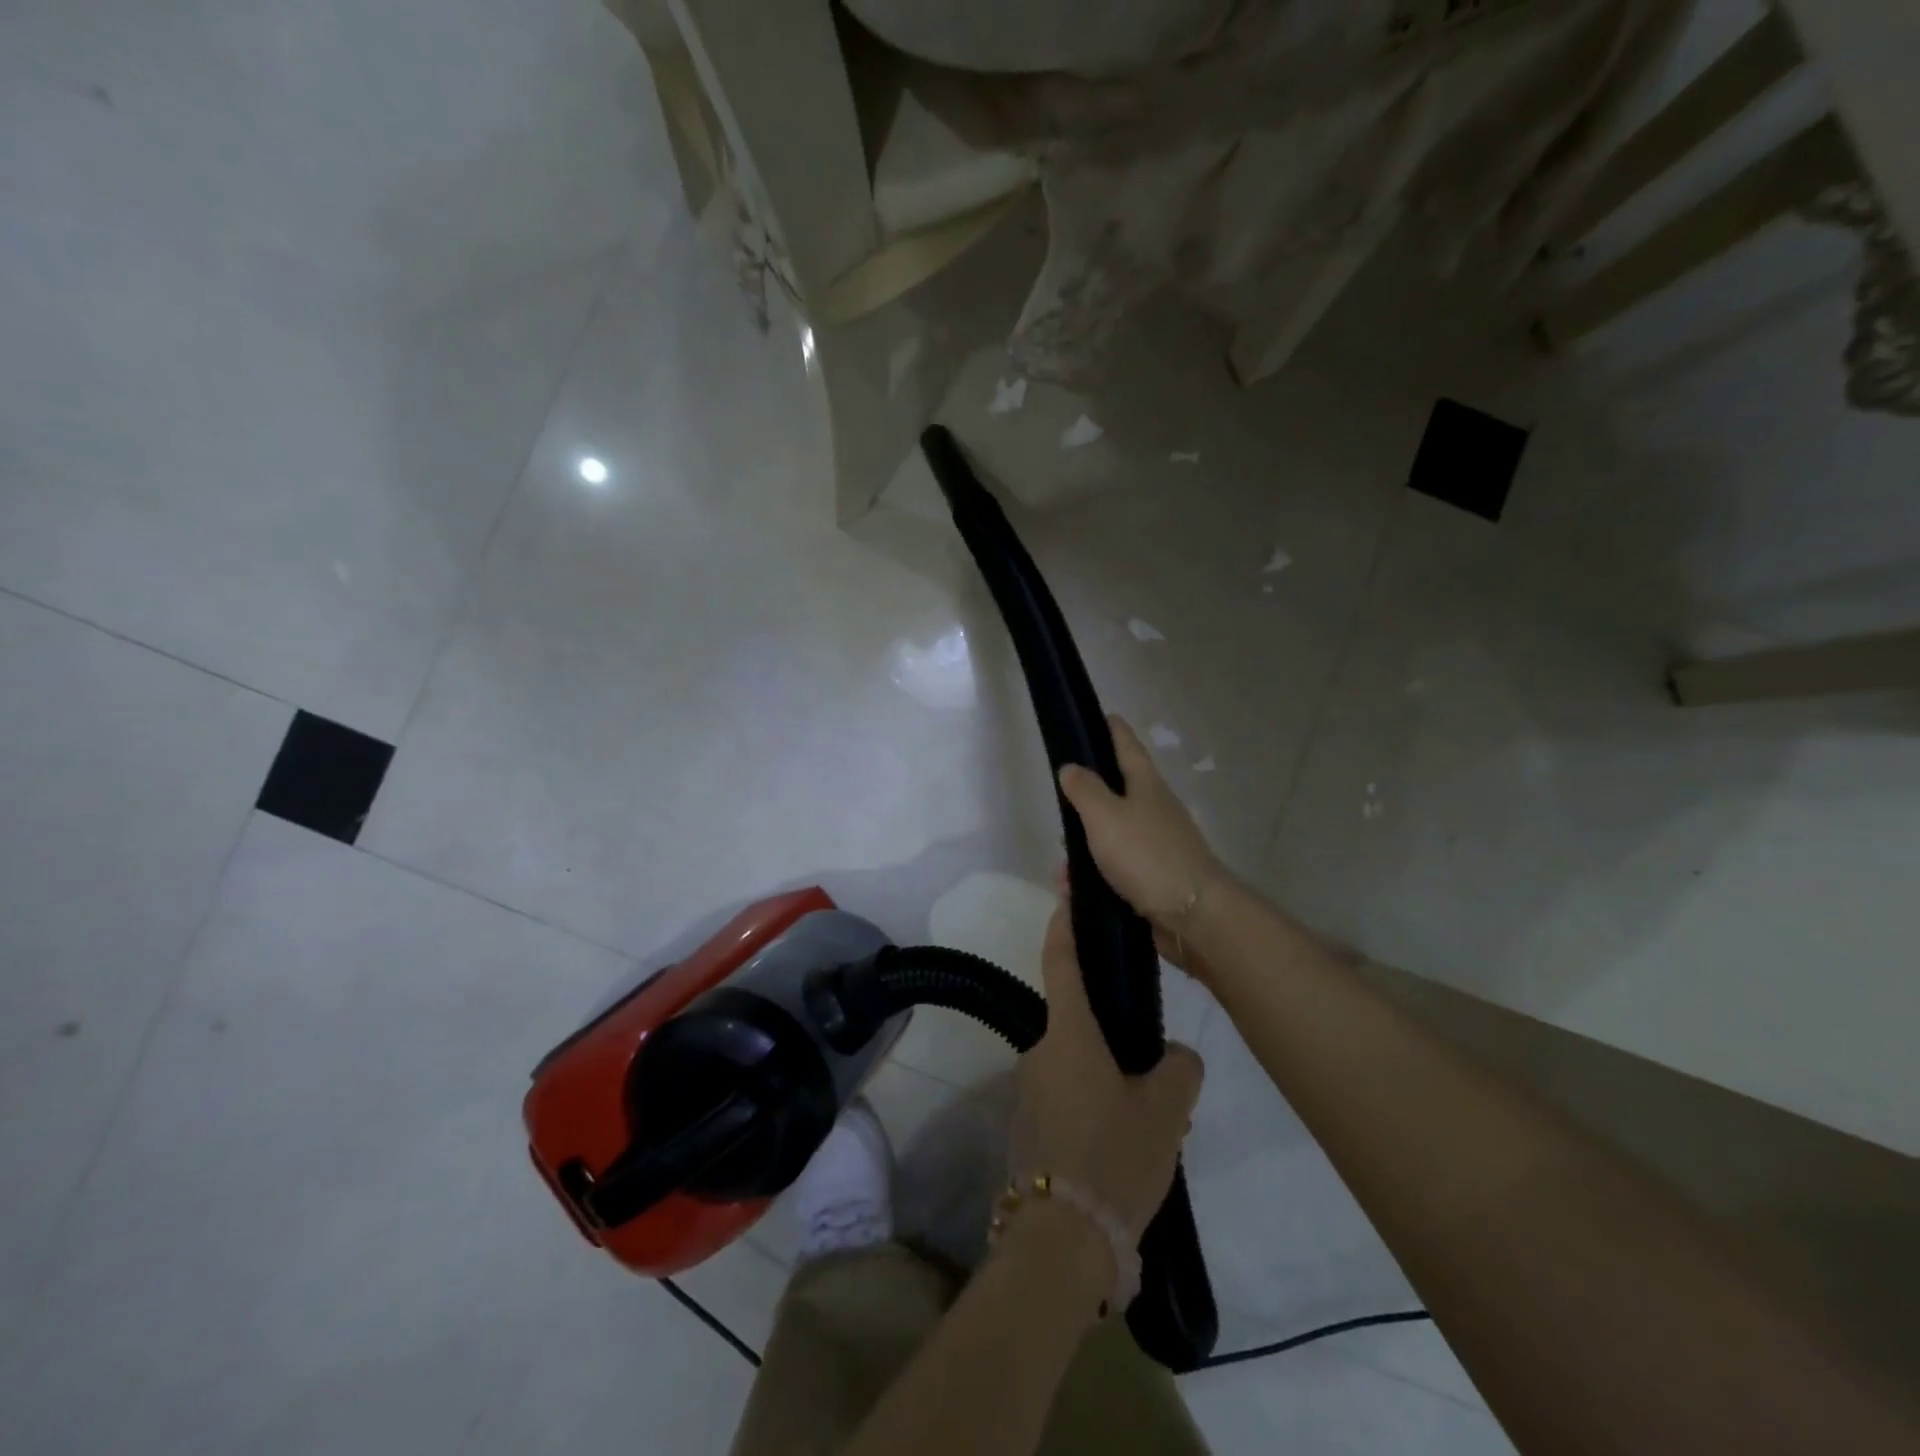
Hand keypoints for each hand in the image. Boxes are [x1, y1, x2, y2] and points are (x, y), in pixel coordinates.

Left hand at [1013, 901, 1204, 1246]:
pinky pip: (1068, 1096)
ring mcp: (1029, 1090)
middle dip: (1112, 1029)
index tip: (1067, 893)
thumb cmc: (1113, 1157)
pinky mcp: (1029, 1126)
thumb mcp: (1165, 1111)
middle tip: (1156, 1059)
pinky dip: (1094, 1103)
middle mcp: (1039, 1050)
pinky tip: (1123, 1143)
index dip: (1065, 922)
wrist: (1061, 1244)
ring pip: (1076, 1063)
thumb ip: (1179, 1069)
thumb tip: (1176, 1058)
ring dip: (1107, 1074)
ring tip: (1150, 1114)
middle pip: (1077, 1019)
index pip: (1061, 958)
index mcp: (1067, 1031)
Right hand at [1057, 715, 1233, 967]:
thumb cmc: (1147, 856)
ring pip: (1113, 835)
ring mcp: (1158, 844)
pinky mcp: (1156, 877)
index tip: (1100, 715)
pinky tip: (1075, 890)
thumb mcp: (1105, 816)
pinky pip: (1117, 868)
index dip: (1112, 729)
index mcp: (1146, 785)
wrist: (1193, 915)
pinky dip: (1095, 874)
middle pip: (1119, 791)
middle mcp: (1155, 809)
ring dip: (1086, 845)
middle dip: (1089, 795)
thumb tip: (1070, 767)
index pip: (1127, 746)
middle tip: (1061, 800)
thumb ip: (1084, 790)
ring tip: (1061, 865)